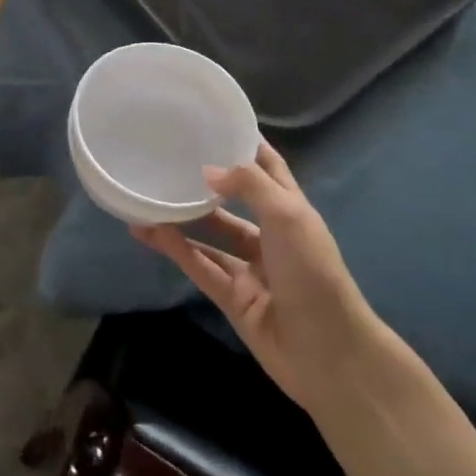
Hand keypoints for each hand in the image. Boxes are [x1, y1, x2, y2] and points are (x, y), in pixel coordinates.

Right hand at [131, 143, 382, 411]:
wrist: (327, 352)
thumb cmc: (313, 272)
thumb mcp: (288, 216)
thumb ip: (249, 186)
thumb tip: (206, 171)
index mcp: (292, 211)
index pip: (269, 169)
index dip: (247, 146)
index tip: (216, 123)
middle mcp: (271, 236)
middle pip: (234, 202)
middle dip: (207, 183)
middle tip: (168, 159)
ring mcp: (250, 269)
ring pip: (210, 236)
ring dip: (182, 217)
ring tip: (147, 195)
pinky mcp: (232, 298)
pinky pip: (199, 266)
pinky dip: (175, 249)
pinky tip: (148, 231)